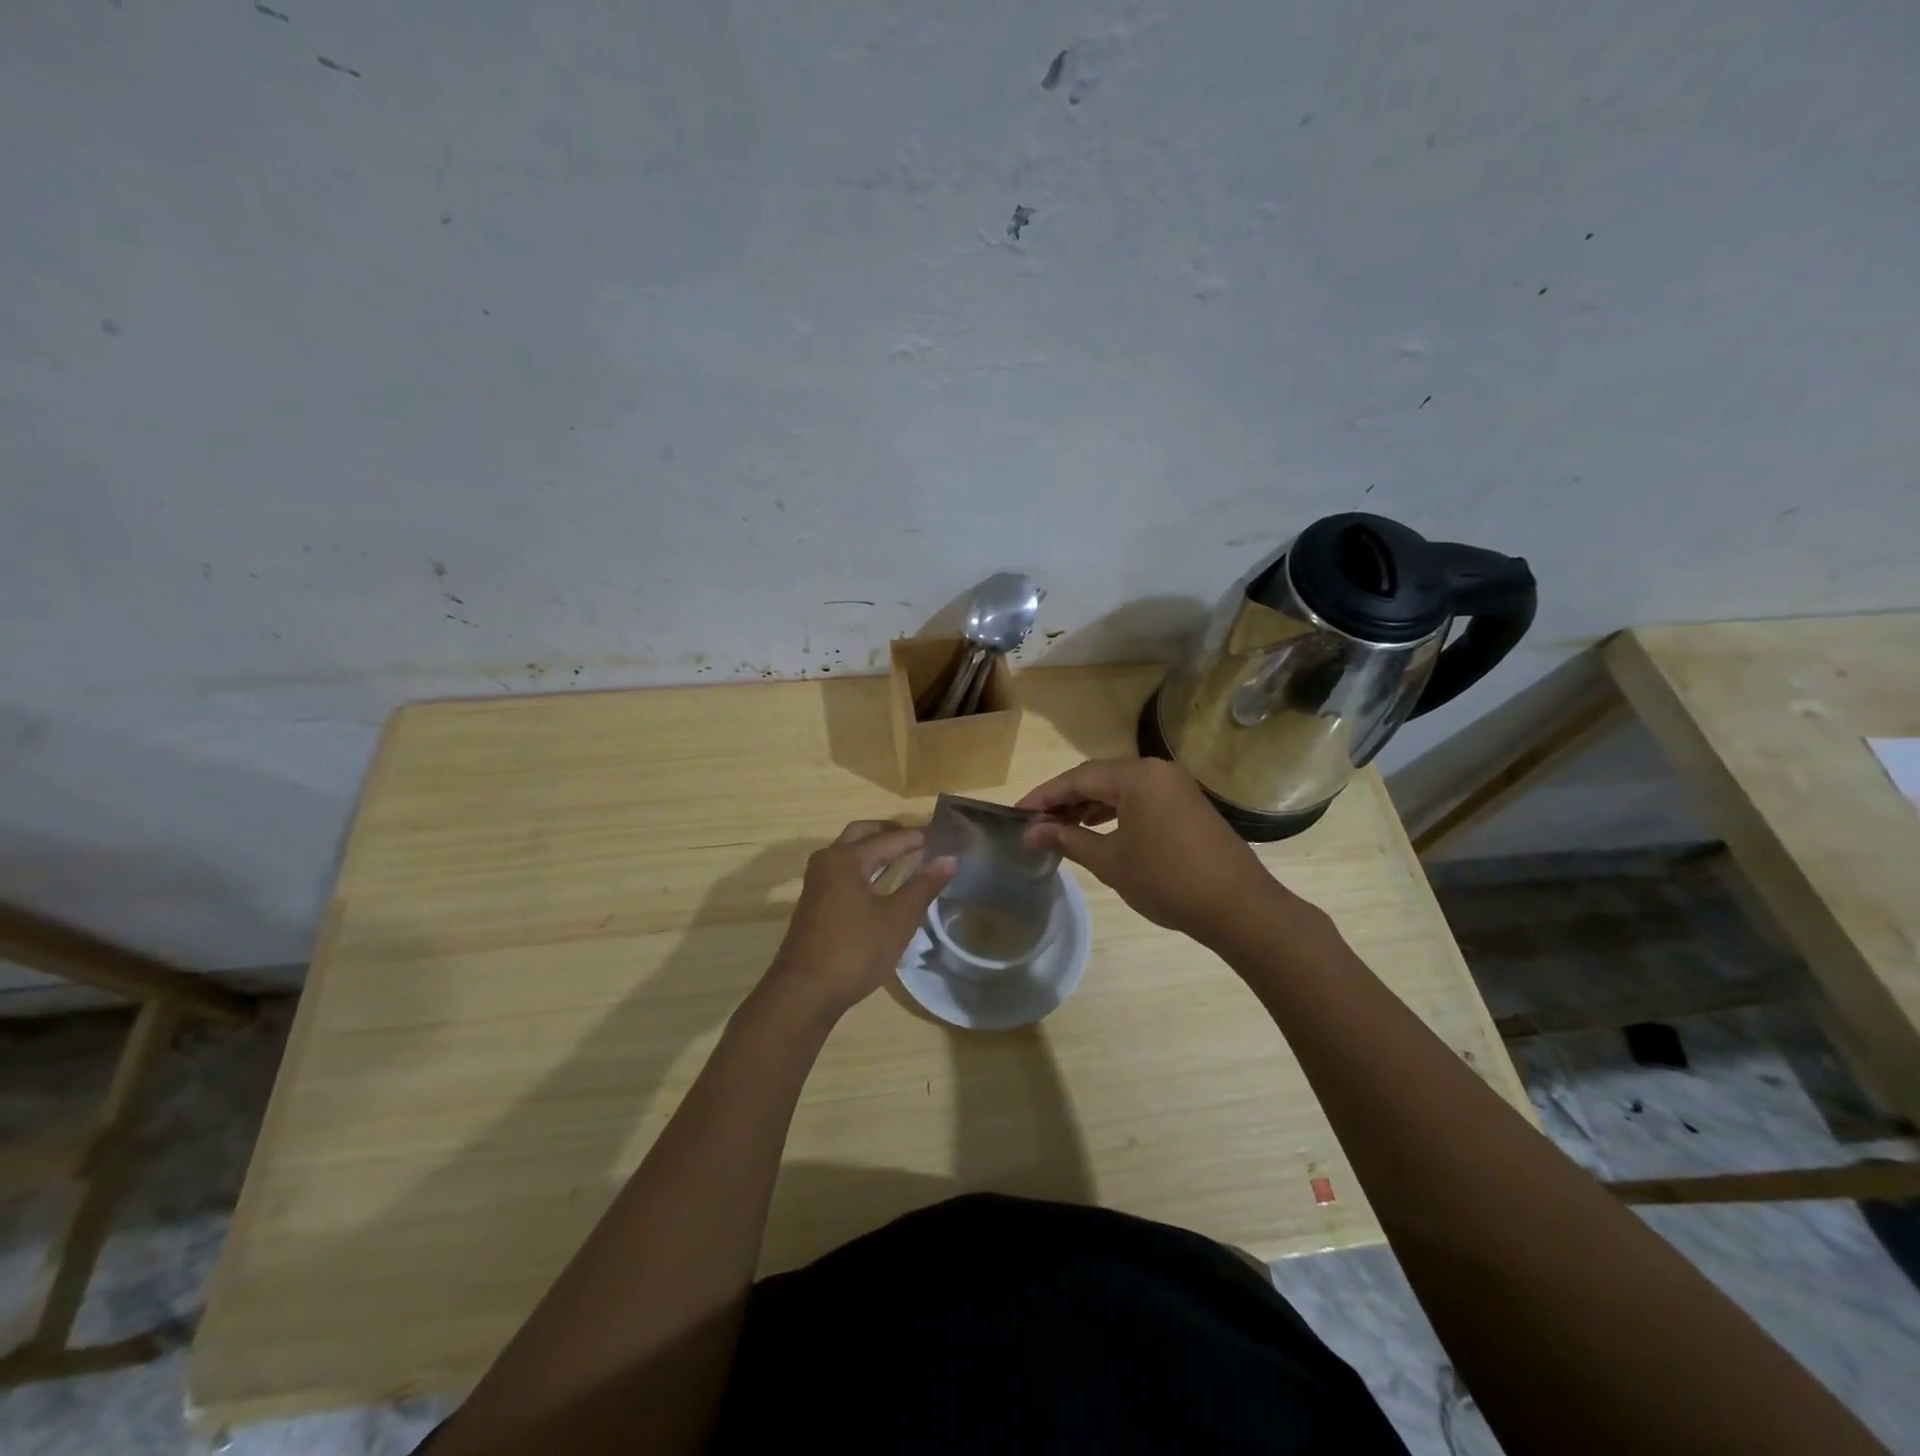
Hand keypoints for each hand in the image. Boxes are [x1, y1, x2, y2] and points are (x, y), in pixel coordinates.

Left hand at [761, 821, 955, 1018]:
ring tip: (904, 855)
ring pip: (849, 853)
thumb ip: (923, 886)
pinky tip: (882, 884)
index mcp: (846, 859)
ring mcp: (818, 884)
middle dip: (889, 832)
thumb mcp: (897, 919)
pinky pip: (844, 872)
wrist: (805, 992)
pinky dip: (865, 868)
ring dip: (875, 850)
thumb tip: (950, 858)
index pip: (888, 839)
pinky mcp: (816, 904)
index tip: (940, 833)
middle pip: (861, 835)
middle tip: (917, 836)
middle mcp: (828, 862)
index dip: (916, 836)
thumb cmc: (855, 950)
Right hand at [1017, 758, 1297, 946]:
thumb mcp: (1109, 861)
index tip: (1016, 815)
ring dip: (1088, 806)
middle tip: (1035, 824)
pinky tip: (1097, 830)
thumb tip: (1031, 833)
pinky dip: (1114, 812)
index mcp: (1136, 775)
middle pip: (1098, 778)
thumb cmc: (1167, 880)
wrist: (1238, 907)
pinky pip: (1140, 799)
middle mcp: (1156, 770)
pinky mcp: (1187, 803)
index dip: (1043, 796)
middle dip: (1064, 800)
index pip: (1077, 778)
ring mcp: (1175, 785)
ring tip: (1061, 829)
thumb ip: (1067, 840)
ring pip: (1119, 788)